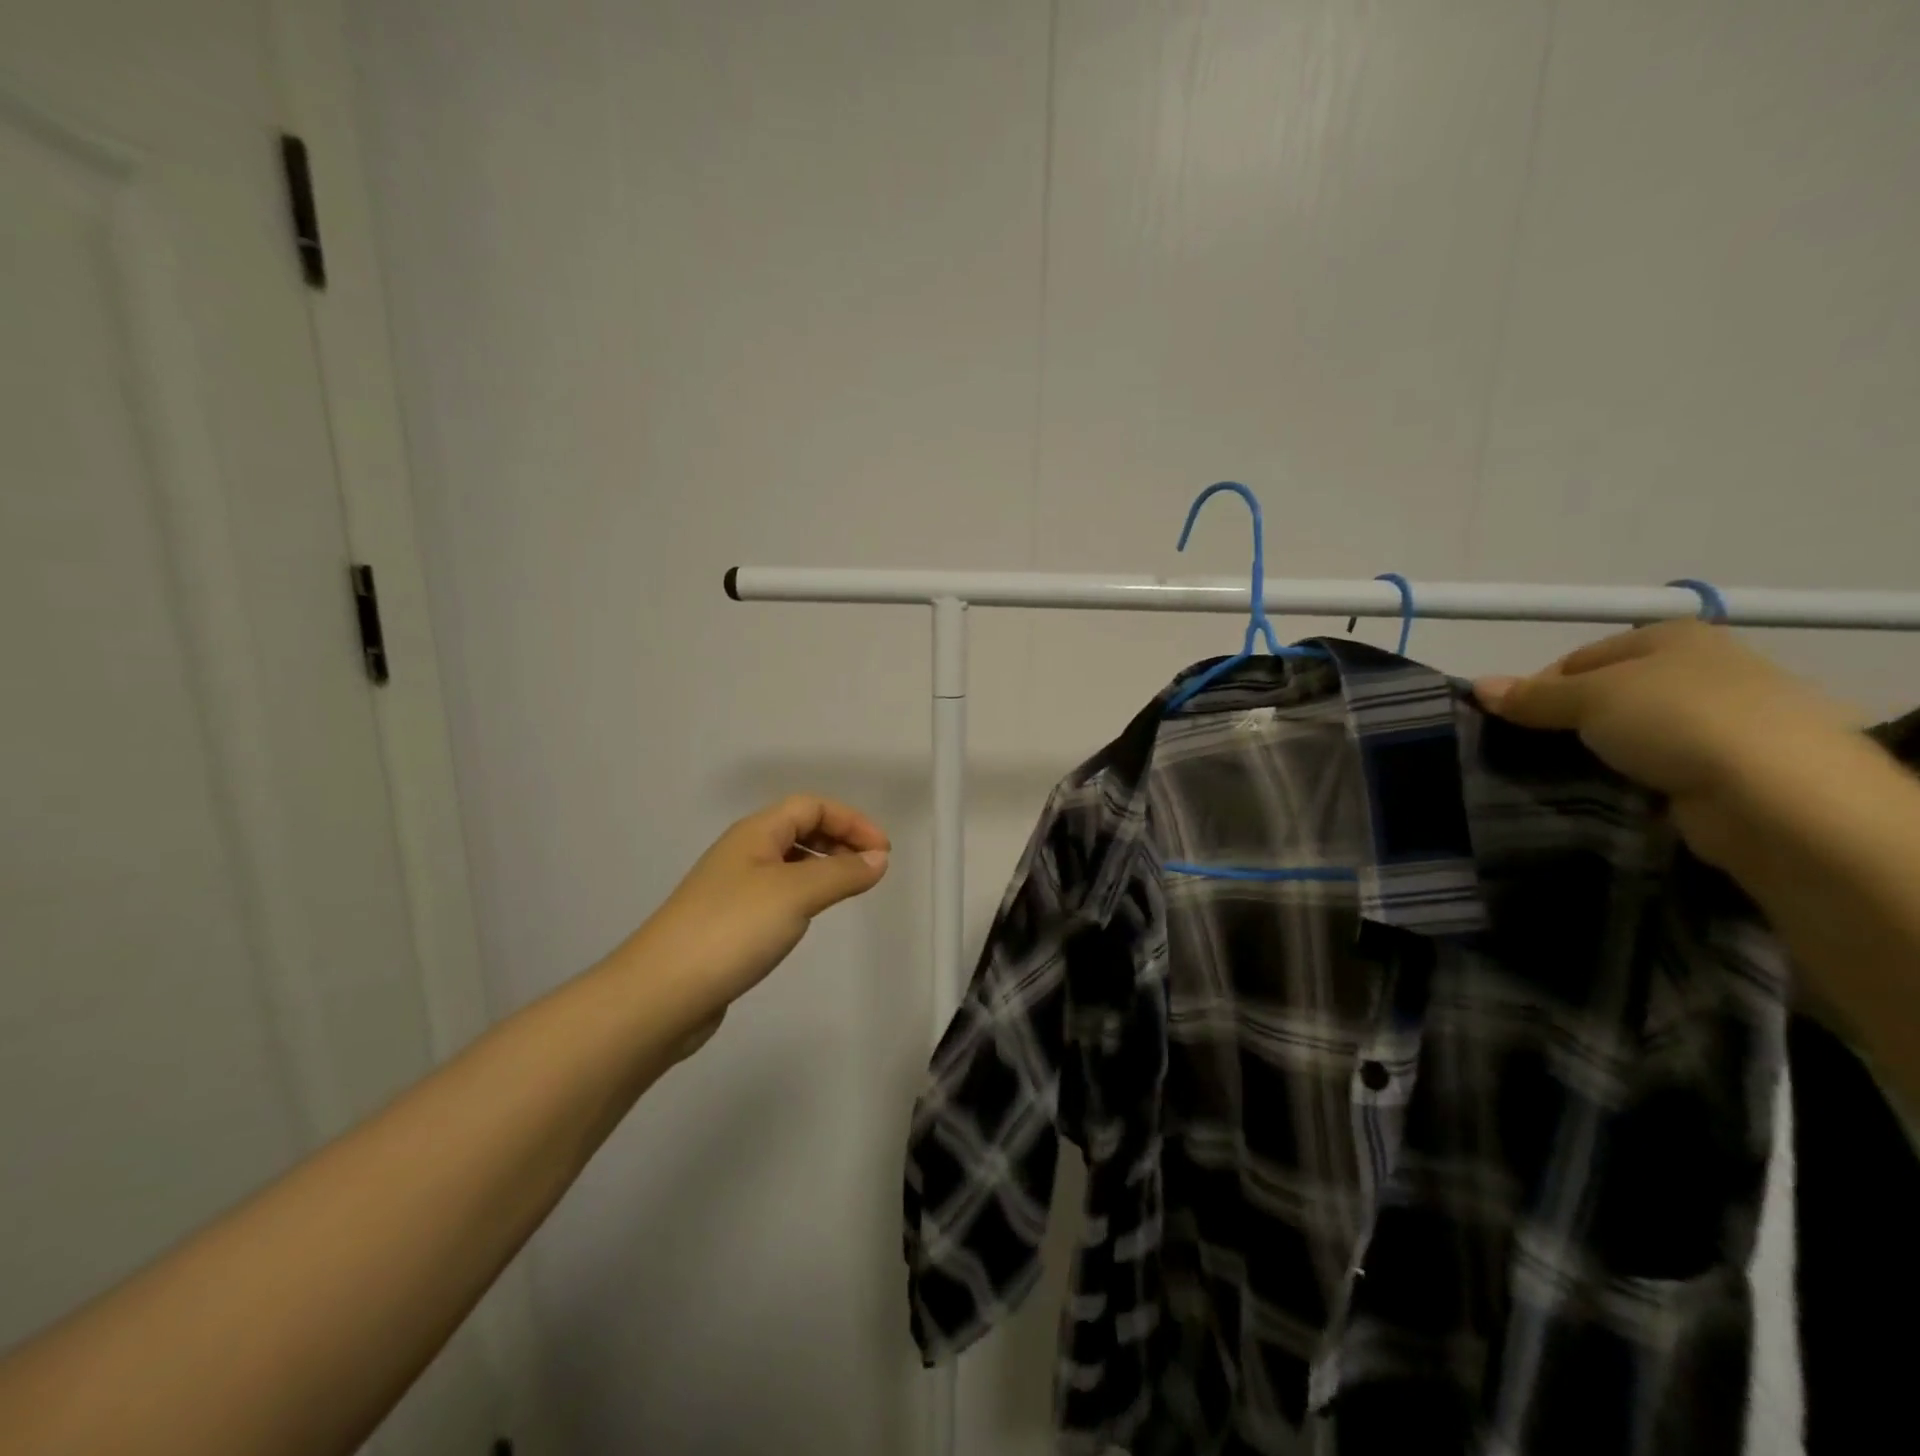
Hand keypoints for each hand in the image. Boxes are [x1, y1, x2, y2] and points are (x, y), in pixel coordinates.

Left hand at [618, 795, 889, 1053]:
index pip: (811, 806)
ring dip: (823, 866)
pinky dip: (804, 894)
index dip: (851, 820)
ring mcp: (732, 888)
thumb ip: (842, 872)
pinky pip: (777, 893)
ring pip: (788, 862)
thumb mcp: (796, 894)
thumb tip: (879, 859)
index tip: (884, 852)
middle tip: (871, 868)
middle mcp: (742, 852)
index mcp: (755, 833)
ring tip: (848, 889)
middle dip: (839, 840)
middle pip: (799, 828)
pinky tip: (809, 917)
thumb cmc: (732, 930)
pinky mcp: (728, 923)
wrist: (660, 994)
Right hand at [1473, 620, 1855, 864]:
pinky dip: (1627, 778)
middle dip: (1564, 722)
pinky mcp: (1726, 767)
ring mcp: (1720, 720)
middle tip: (1528, 751)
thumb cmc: (1677, 719)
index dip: (1538, 687)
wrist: (1776, 794)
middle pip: (1604, 695)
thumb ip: (1532, 695)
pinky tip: (1604, 792)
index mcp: (1672, 637)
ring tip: (1558, 776)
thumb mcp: (1589, 697)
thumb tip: (1477, 687)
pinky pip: (1655, 767)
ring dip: (1594, 753)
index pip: (1579, 659)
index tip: (1510, 722)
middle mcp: (1700, 670)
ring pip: (1628, 733)